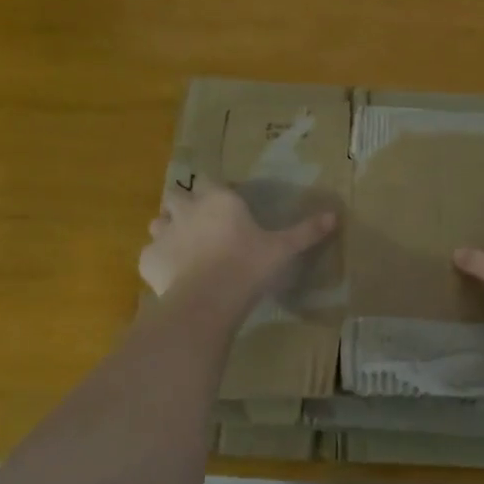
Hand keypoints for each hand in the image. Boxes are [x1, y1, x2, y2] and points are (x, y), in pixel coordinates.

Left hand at [140, 180, 336, 302]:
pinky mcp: (148, 259)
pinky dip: (159, 262)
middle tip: (201, 226)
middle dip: (184, 206)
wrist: (208, 300)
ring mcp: (163, 234)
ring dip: (168, 230)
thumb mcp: (283, 249)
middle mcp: (187, 209)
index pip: (211, 183)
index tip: (227, 208)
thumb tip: (334, 215)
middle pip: (177, 196)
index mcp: (219, 200)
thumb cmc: (248, 266)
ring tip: (184, 249)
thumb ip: (306, 231)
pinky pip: (150, 255)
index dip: (216, 194)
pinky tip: (173, 276)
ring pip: (158, 223)